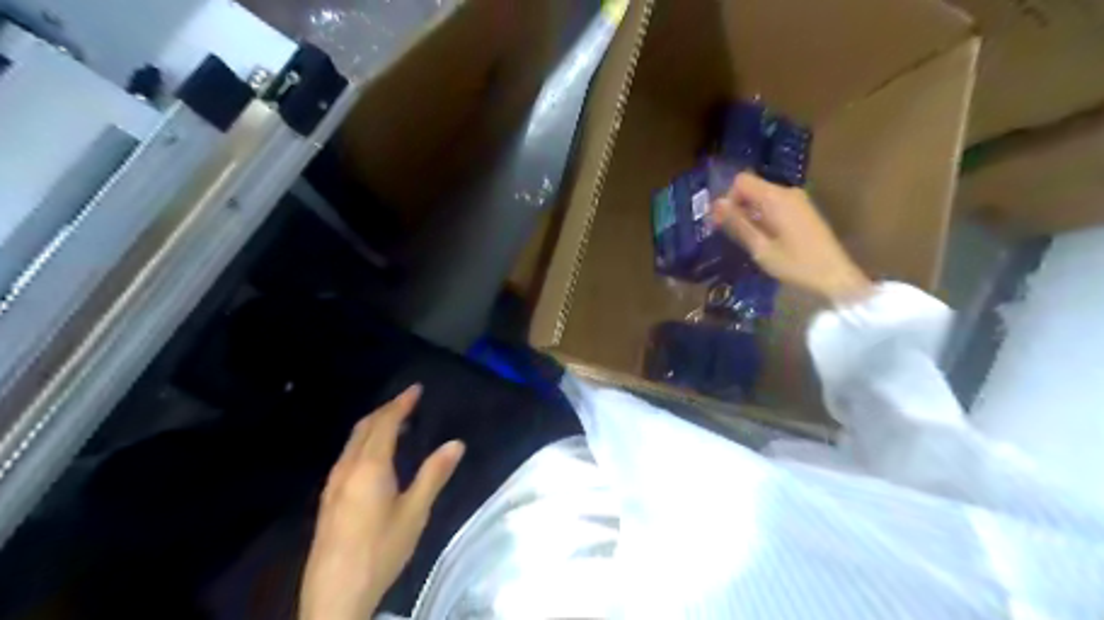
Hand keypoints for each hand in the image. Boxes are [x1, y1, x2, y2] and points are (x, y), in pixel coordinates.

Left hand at [300, 385, 462, 617]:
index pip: (385, 423)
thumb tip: (456, 443)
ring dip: (374, 425)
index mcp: (369, 467)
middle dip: (386, 409)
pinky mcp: (328, 499)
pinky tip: (376, 456)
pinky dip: (365, 441)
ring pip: (353, 441)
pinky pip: (348, 455)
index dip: (401, 403)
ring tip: (397, 423)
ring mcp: (333, 484)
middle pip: (364, 427)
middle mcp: (346, 468)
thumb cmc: (380, 551)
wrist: (334, 595)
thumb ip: (433, 475)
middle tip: (408, 401)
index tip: (416, 389)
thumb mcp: (414, 513)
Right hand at [712, 171, 876, 301]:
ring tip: (746, 240)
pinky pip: (775, 205)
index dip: (727, 199)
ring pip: (762, 197)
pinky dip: (763, 216)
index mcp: (776, 198)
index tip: (722, 223)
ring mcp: (798, 200)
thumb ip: (738, 224)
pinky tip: (764, 239)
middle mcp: (787, 192)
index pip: (741, 181)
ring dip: (749, 213)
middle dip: (737, 207)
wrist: (835, 276)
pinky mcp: (803, 210)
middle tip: (729, 233)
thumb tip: (716, 204)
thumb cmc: (796, 264)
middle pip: (752, 187)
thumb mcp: (760, 248)